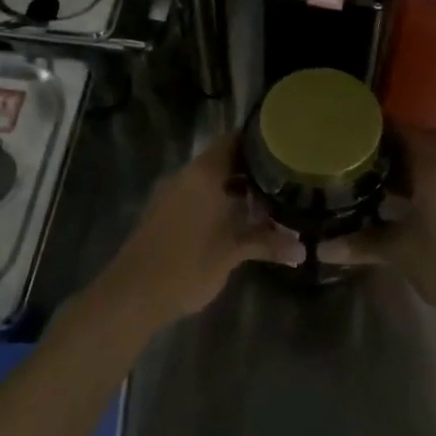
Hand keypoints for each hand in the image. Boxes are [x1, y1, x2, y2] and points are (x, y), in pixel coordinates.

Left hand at [96, 136, 294, 326]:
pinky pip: (196, 195)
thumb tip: (302, 250)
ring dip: (234, 188)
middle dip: (252, 169)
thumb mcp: (232, 254)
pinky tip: (236, 220)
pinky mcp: (162, 212)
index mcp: (204, 174)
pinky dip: (217, 200)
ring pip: (209, 180)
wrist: (132, 294)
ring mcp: (171, 193)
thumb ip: (266, 244)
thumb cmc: (187, 266)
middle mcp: (186, 176)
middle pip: (223, 159)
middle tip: (284, 178)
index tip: (284, 146)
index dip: (259, 140)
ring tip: (267, 201)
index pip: (234, 140)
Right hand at [325, 140, 435, 325]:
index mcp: (431, 170)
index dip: (372, 126)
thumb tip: (321, 247)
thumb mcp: (402, 253)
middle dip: (375, 154)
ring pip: (416, 174)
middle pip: (406, 152)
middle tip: (339, 155)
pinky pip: (425, 191)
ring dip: (390, 176)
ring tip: (354, 179)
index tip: (344, 125)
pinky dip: (404, 194)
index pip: (398, 132)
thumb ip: (363, 244)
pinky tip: (383, 208)